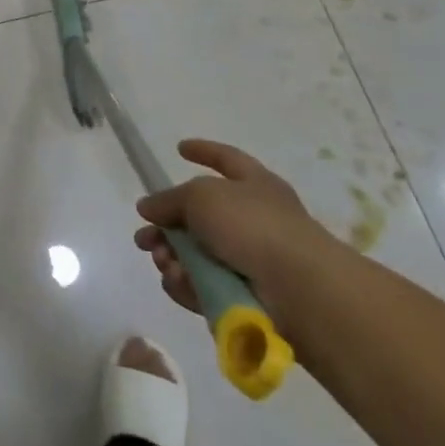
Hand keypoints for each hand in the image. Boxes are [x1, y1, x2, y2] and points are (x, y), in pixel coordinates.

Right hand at [133, 139, 342, 321]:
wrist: (301, 291)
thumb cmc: (253, 226)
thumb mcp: (200, 196)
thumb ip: (169, 199)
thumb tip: (148, 208)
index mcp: (254, 185)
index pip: (227, 159)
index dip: (204, 151)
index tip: (180, 148)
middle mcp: (254, 219)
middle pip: (199, 217)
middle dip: (166, 228)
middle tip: (144, 239)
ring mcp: (252, 260)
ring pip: (196, 255)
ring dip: (172, 258)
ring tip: (165, 262)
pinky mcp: (246, 297)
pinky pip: (204, 286)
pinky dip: (187, 284)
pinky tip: (178, 282)